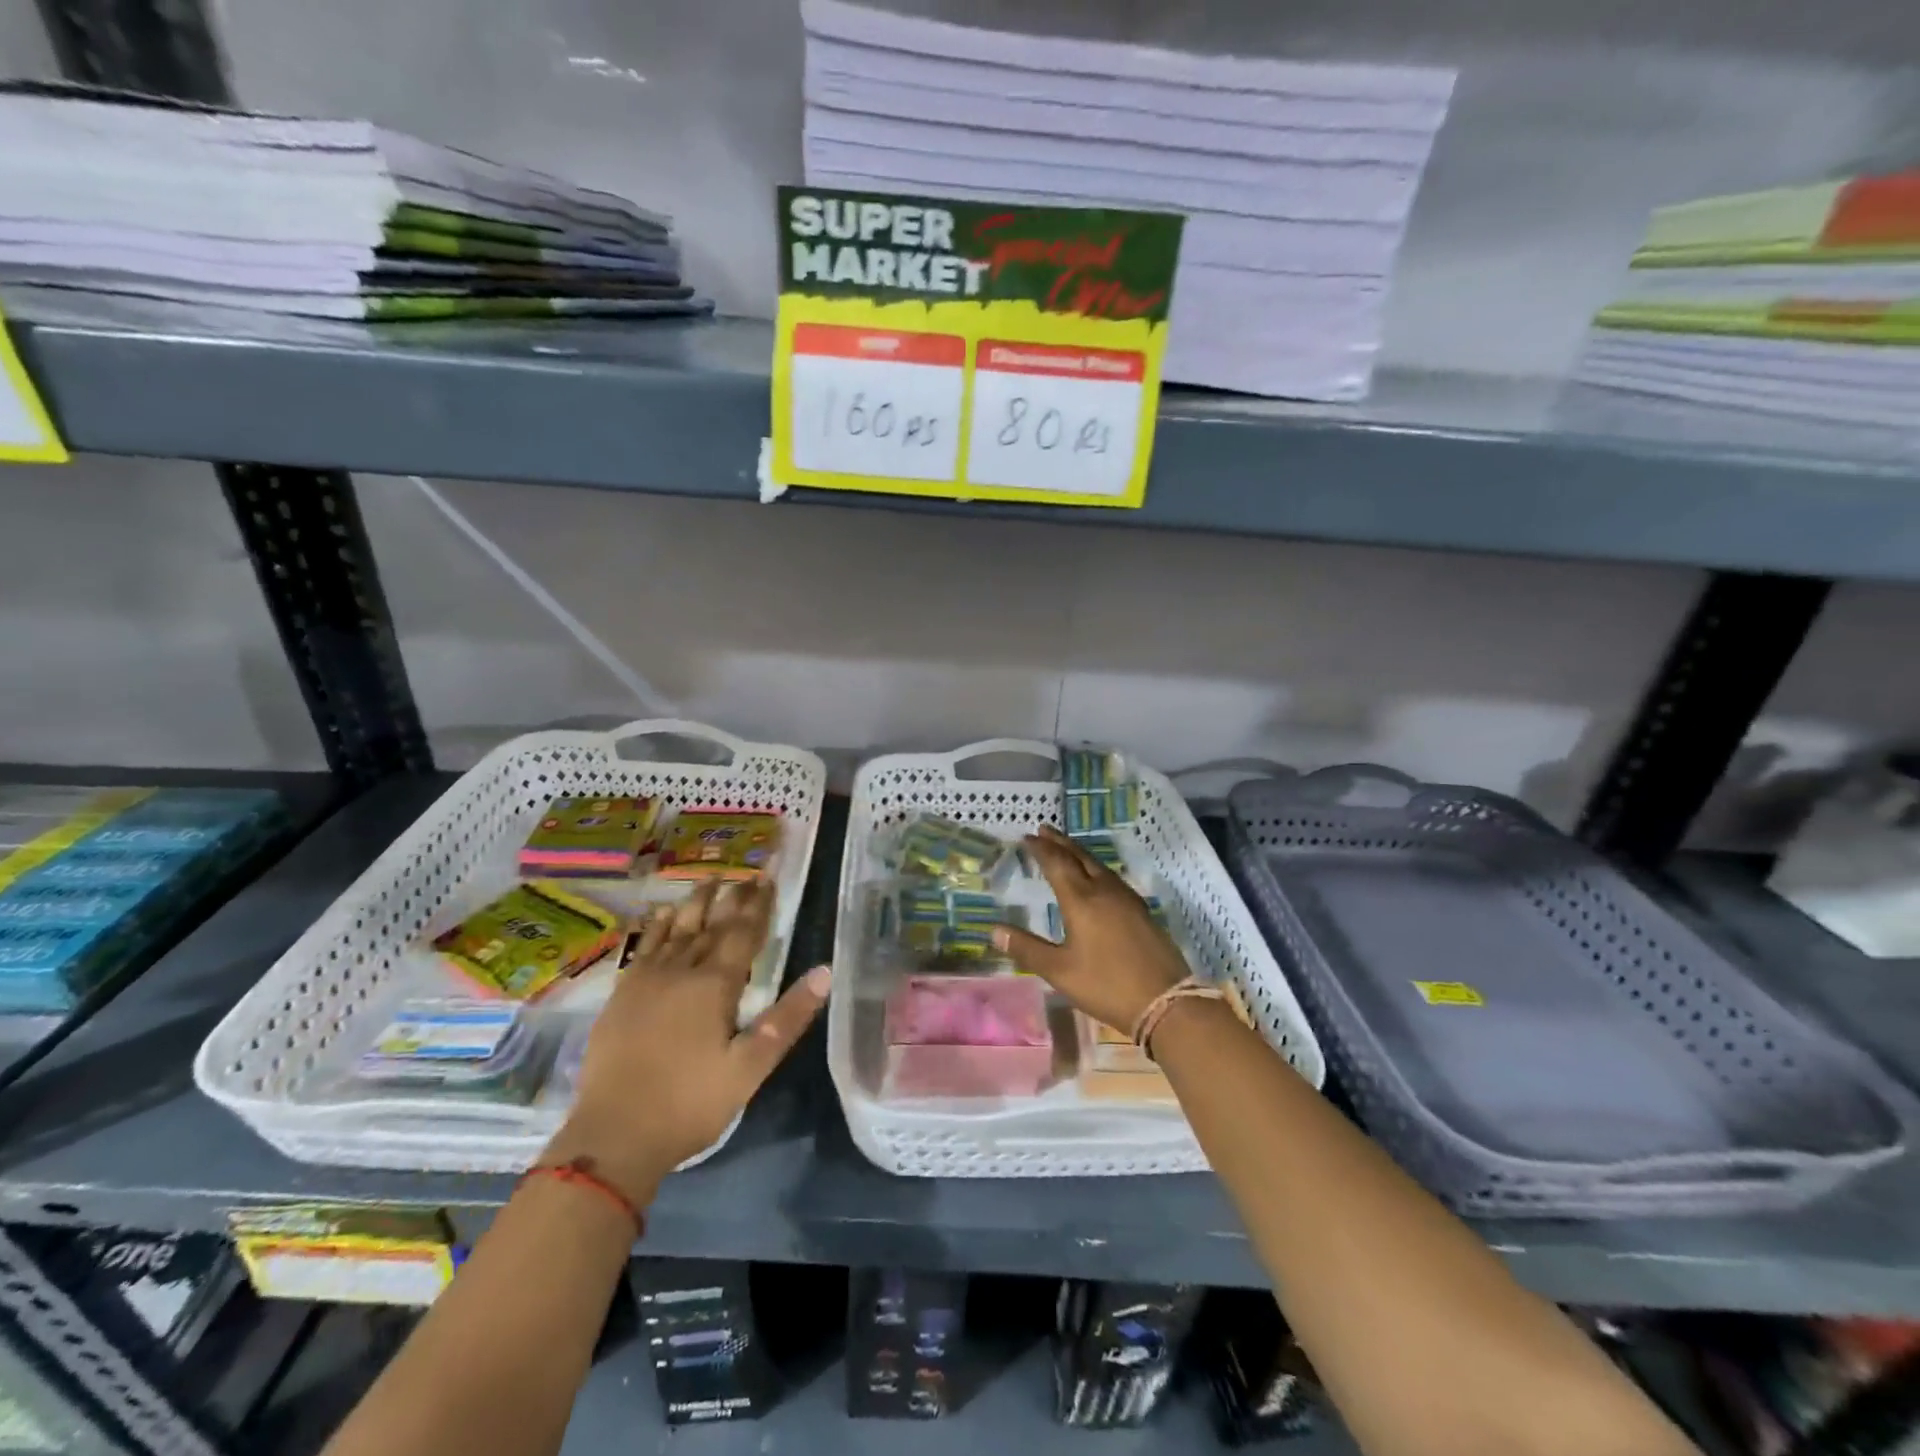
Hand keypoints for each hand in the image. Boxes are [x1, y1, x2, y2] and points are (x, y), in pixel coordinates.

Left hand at [541, 878, 829, 1204]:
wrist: (614, 1135)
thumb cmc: (690, 1103)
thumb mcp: (751, 1067)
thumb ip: (788, 1017)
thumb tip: (825, 971)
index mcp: (715, 986)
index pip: (743, 934)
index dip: (758, 906)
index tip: (768, 880)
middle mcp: (682, 971)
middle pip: (712, 924)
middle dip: (733, 898)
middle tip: (747, 875)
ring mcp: (647, 980)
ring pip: (678, 929)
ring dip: (696, 903)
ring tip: (710, 880)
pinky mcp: (623, 994)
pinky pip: (645, 946)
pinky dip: (658, 926)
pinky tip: (663, 914)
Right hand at [992, 825, 1187, 1032]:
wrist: (1165, 1001)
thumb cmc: (1106, 985)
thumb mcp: (1059, 971)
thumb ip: (1027, 948)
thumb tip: (994, 929)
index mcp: (1081, 900)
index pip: (1057, 864)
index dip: (1041, 850)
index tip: (1026, 837)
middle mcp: (1104, 891)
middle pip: (1079, 857)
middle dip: (1060, 842)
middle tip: (1044, 829)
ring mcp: (1126, 899)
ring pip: (1098, 866)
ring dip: (1079, 852)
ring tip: (1066, 847)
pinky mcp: (1141, 910)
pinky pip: (1112, 877)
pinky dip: (1095, 867)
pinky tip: (1097, 877)